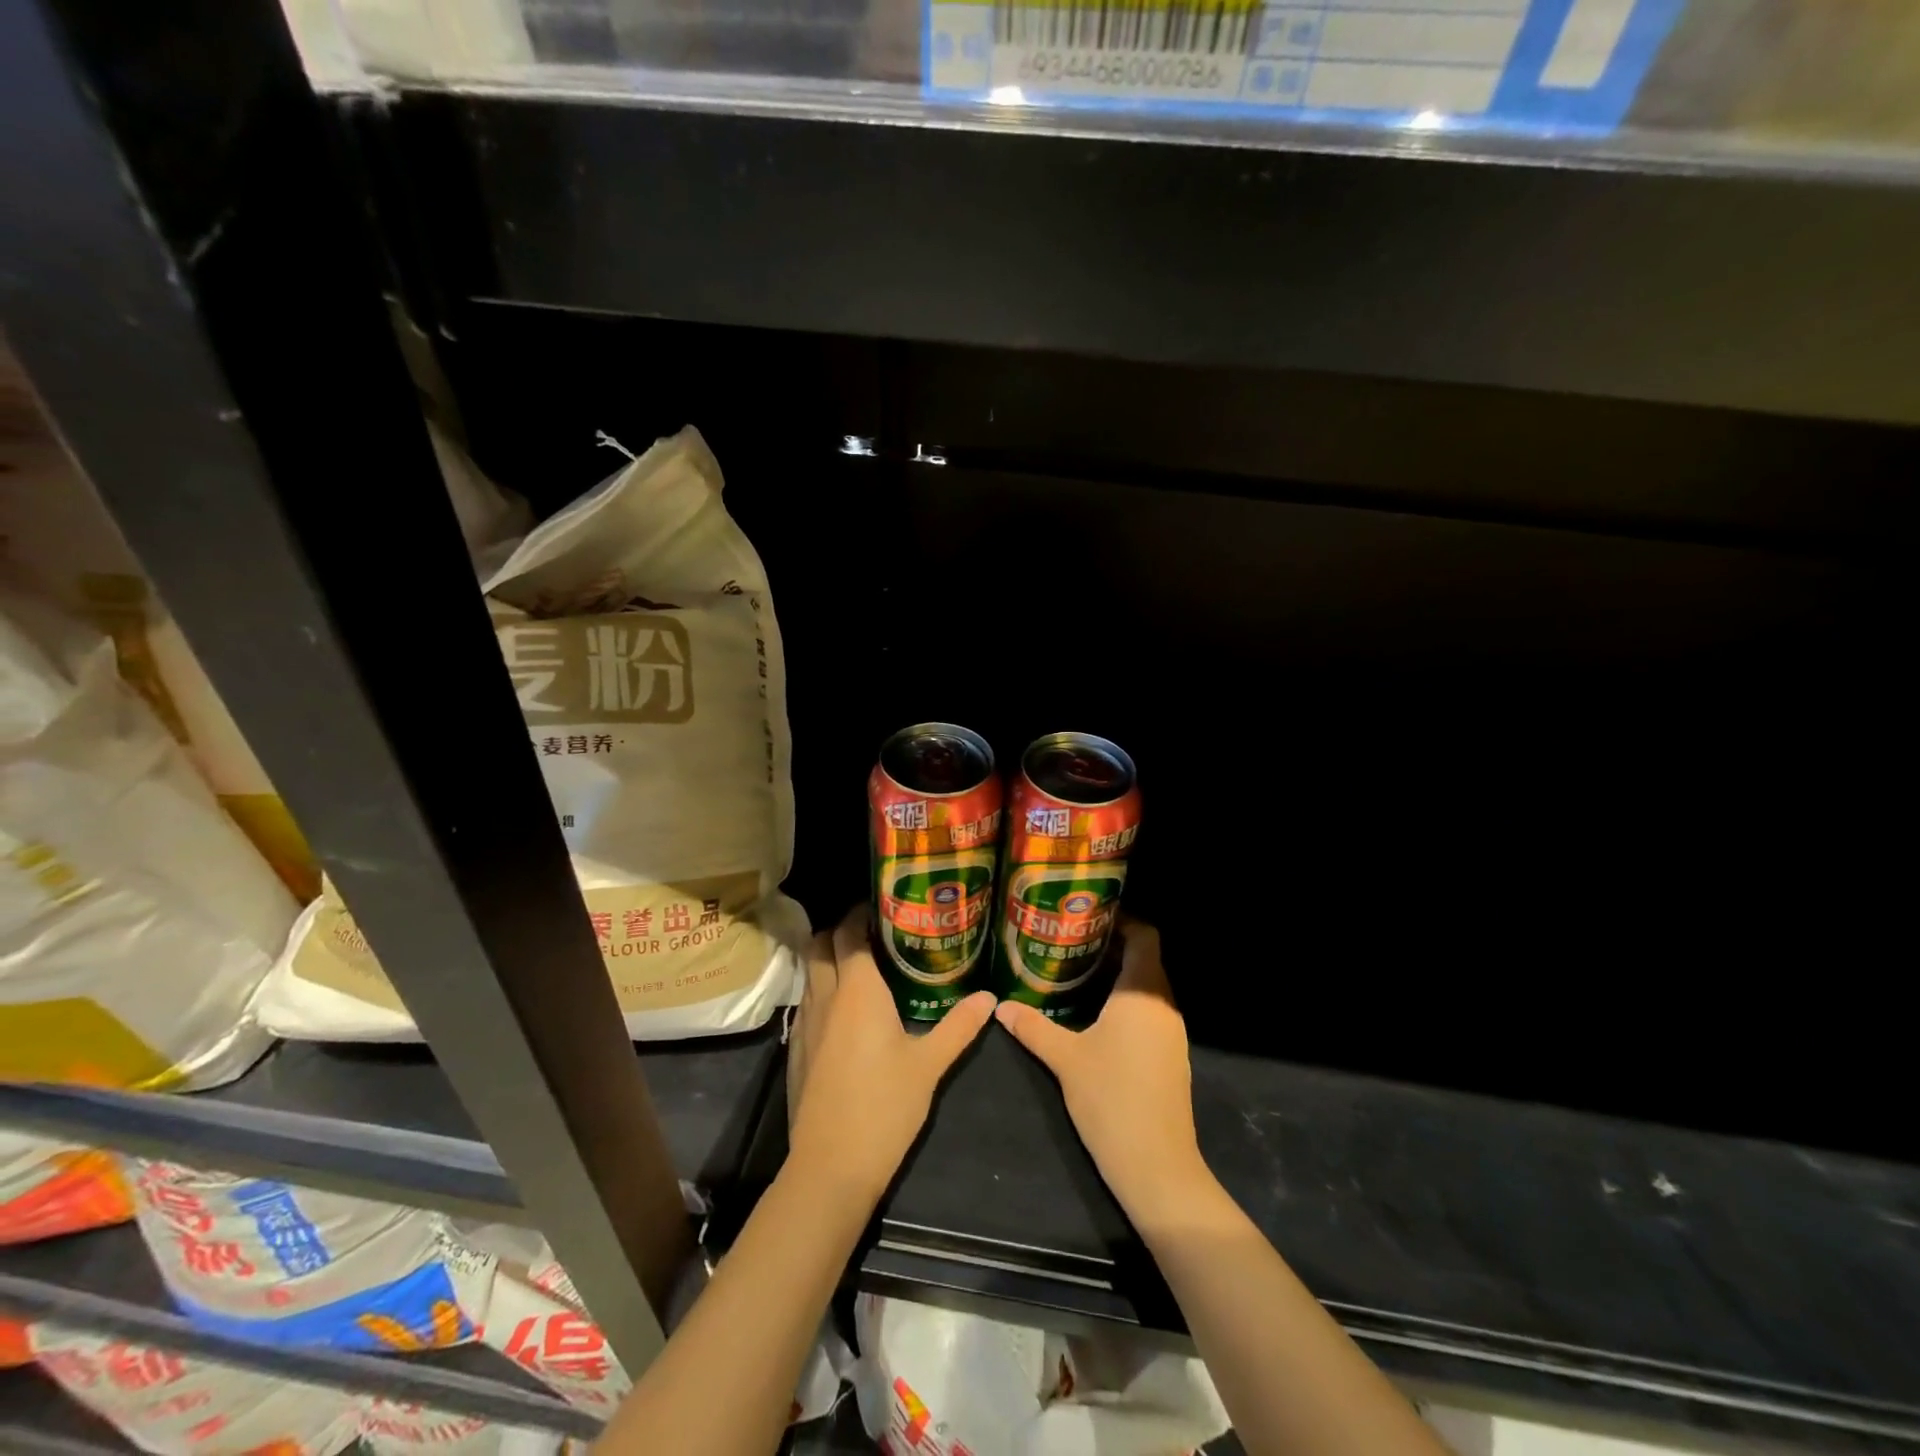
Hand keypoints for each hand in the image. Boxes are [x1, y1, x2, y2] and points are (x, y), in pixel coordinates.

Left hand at [787, 905, 995, 1200]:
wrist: (830, 1167)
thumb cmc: (884, 1107)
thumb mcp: (930, 1065)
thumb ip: (959, 1026)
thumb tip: (990, 997)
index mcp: (858, 990)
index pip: (849, 932)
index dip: (860, 912)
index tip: (884, 906)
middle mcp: (826, 997)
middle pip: (820, 944)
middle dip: (840, 929)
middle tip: (874, 931)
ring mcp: (806, 1023)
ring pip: (810, 972)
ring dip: (829, 958)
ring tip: (864, 964)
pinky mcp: (798, 1048)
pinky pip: (807, 1001)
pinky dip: (822, 988)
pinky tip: (847, 1010)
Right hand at [994, 920, 1207, 1222]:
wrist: (1156, 1165)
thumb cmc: (1111, 1099)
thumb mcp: (1065, 1058)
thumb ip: (1032, 1026)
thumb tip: (1000, 1006)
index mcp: (1143, 993)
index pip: (1145, 936)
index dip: (1122, 920)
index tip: (1087, 916)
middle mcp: (1163, 1005)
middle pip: (1145, 959)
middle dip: (1111, 946)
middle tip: (1069, 941)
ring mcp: (1172, 1032)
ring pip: (1148, 987)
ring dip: (1118, 976)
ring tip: (1076, 971)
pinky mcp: (1171, 1055)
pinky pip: (1150, 1011)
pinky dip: (1126, 1001)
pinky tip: (1095, 1013)